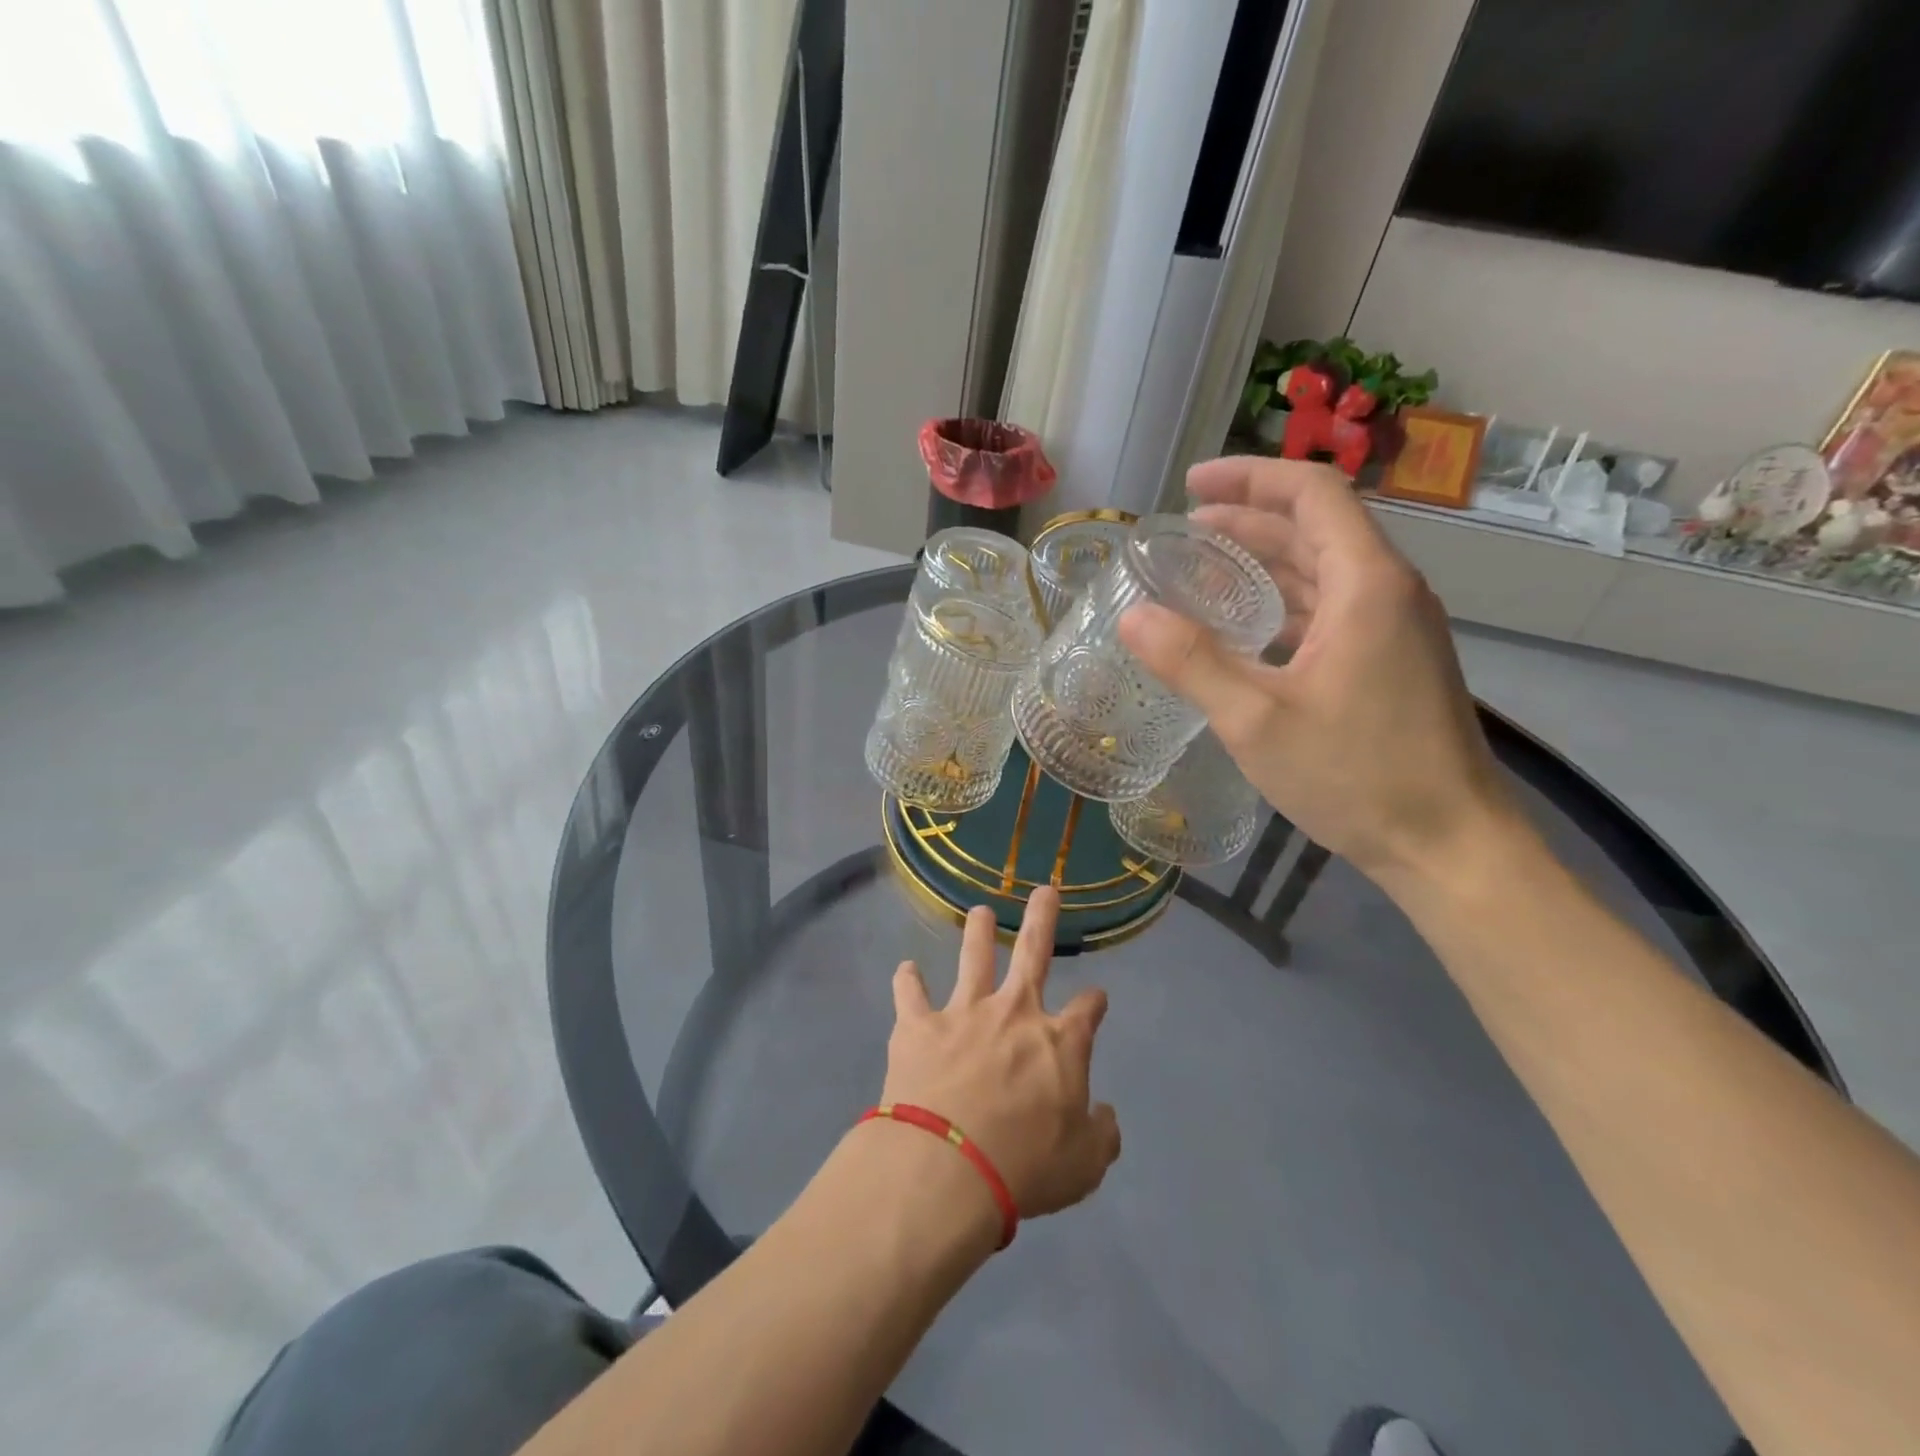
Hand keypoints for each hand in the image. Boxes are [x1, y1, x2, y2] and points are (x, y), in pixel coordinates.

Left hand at [882, 888, 1119, 1218]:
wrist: (949, 1166)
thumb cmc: (1025, 1166)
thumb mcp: (1084, 1165)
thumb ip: (1101, 1135)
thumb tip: (1106, 1114)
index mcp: (1059, 1042)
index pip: (1087, 1011)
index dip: (1094, 1003)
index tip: (1096, 1000)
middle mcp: (1014, 1013)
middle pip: (1032, 953)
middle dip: (1041, 918)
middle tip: (1045, 890)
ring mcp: (964, 1012)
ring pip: (973, 958)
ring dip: (977, 932)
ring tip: (980, 912)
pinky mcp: (919, 1025)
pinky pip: (910, 993)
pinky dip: (908, 981)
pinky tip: (906, 970)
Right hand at [1118, 457, 1516, 884]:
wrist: (1449, 845)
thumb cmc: (1357, 776)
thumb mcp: (1256, 720)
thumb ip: (1192, 662)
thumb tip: (1132, 616)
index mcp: (1367, 585)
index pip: (1311, 494)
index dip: (1249, 478)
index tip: (1191, 486)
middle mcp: (1388, 592)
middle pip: (1316, 528)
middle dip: (1248, 519)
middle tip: (1183, 528)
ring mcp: (1394, 630)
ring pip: (1323, 571)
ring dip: (1265, 561)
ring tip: (1202, 568)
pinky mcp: (1391, 663)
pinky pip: (1331, 609)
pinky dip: (1284, 603)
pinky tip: (1245, 628)